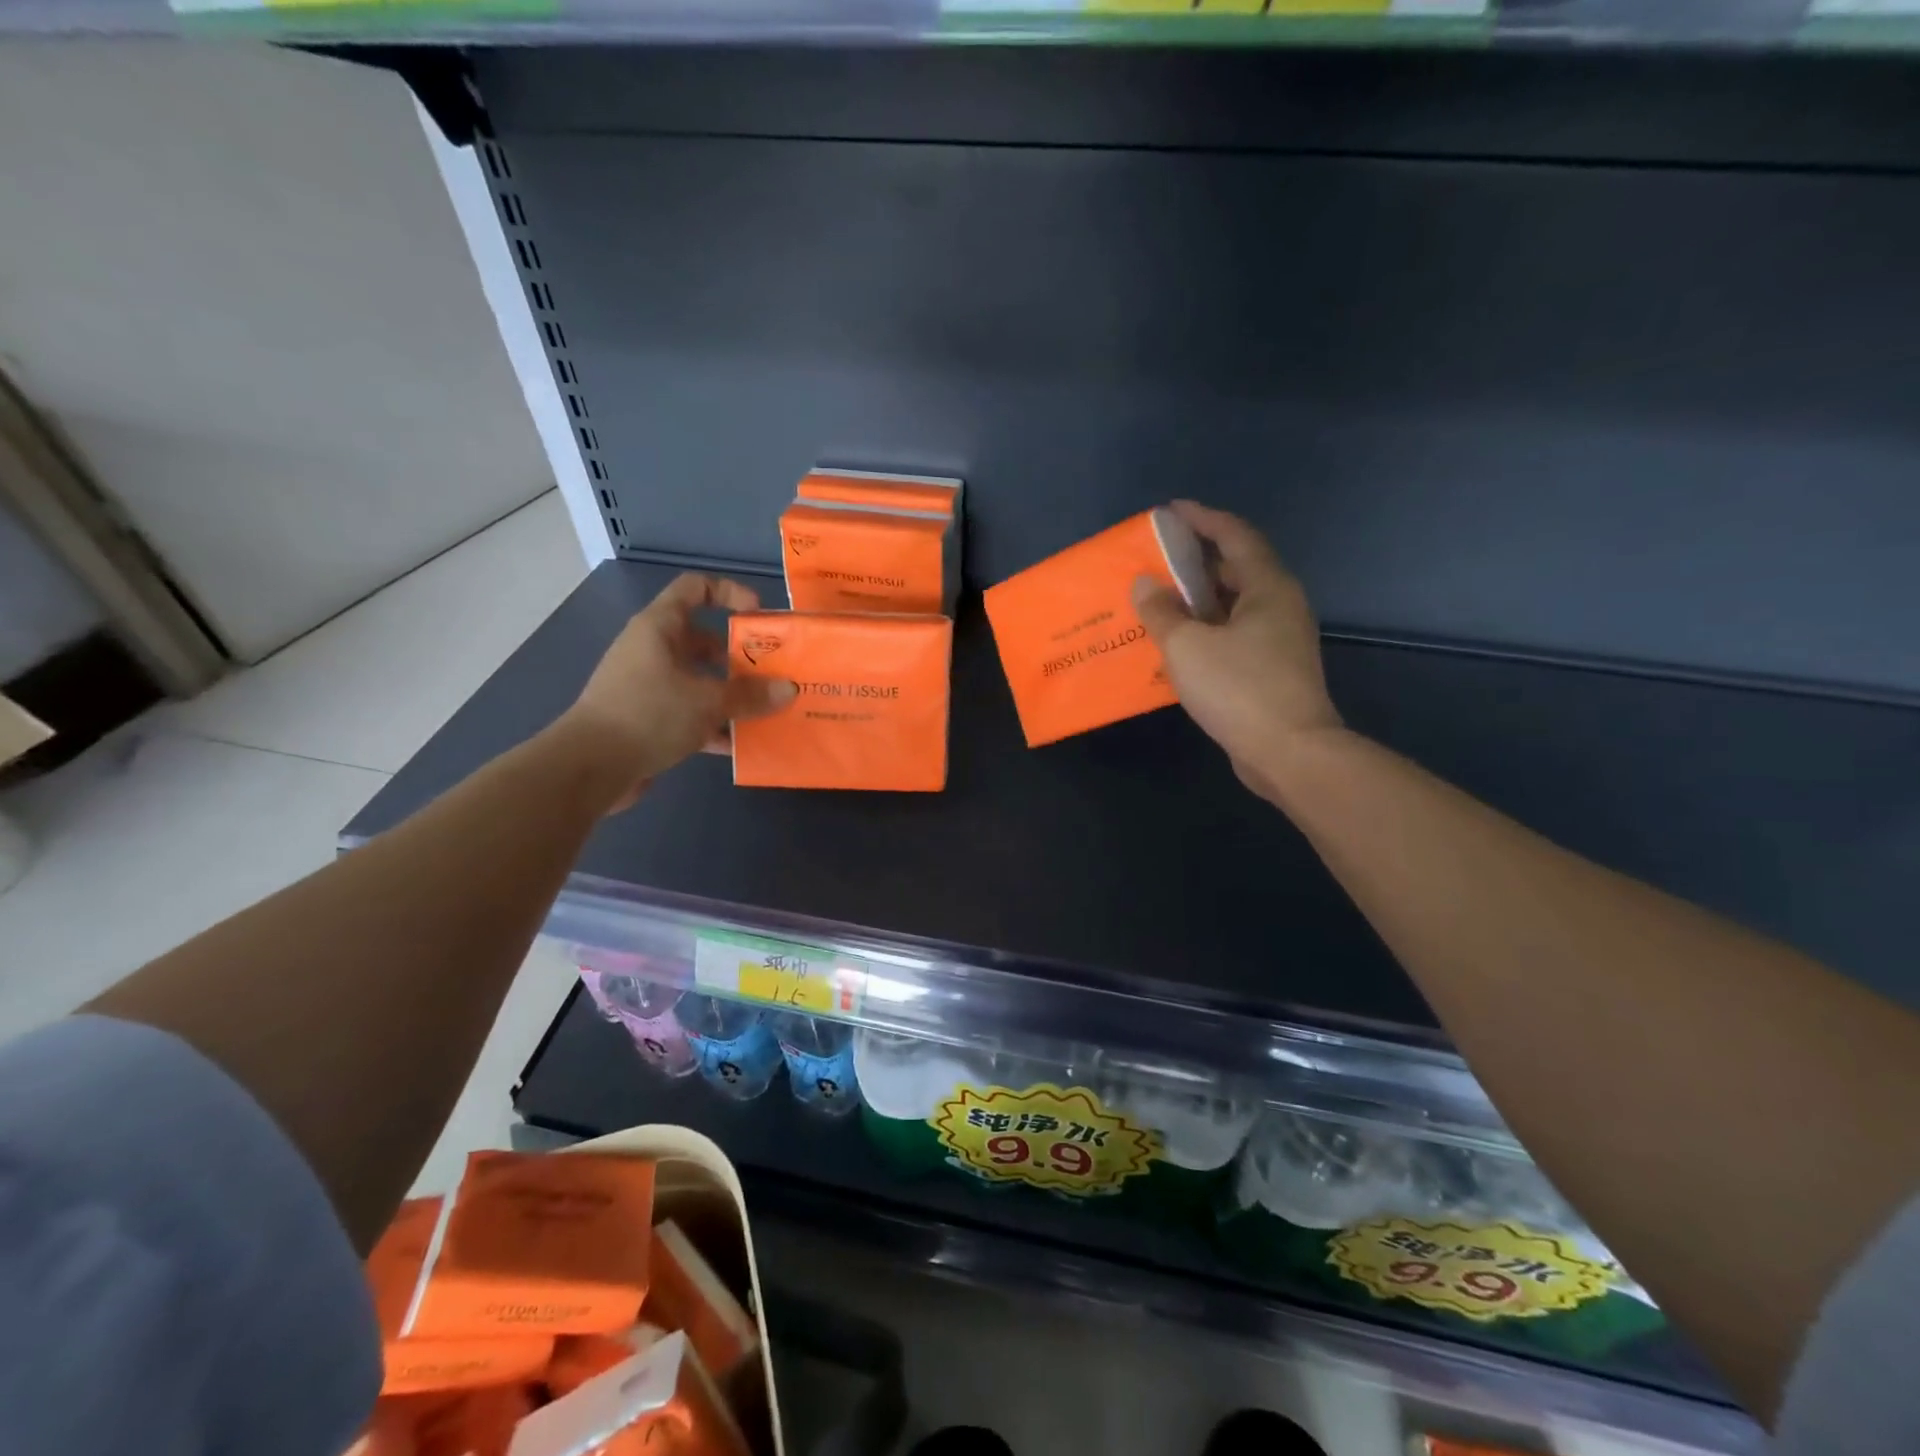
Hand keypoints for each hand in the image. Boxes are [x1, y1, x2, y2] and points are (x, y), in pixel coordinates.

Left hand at [561, 573, 795, 810]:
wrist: (590, 767)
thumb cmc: (648, 714)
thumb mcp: (707, 701)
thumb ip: (750, 695)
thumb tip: (788, 689)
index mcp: (660, 628)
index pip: (696, 588)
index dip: (730, 593)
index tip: (758, 616)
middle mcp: (653, 650)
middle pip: (704, 640)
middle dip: (740, 657)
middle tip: (772, 674)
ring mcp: (649, 685)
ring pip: (700, 680)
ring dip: (731, 695)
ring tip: (765, 711)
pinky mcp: (648, 718)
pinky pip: (690, 712)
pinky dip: (714, 724)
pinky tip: (740, 745)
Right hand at [1133, 501, 1342, 802]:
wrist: (1289, 751)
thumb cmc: (1238, 688)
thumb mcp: (1187, 646)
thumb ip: (1161, 612)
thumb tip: (1144, 584)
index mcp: (1267, 588)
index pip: (1235, 536)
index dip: (1204, 519)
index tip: (1172, 511)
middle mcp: (1280, 606)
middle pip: (1237, 569)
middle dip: (1198, 562)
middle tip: (1159, 561)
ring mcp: (1281, 639)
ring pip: (1235, 606)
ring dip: (1200, 600)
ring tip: (1161, 601)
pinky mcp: (1274, 669)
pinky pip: (1235, 634)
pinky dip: (1207, 630)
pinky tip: (1180, 644)